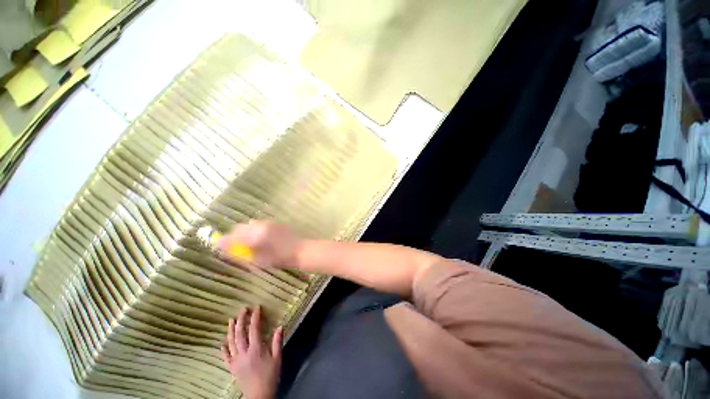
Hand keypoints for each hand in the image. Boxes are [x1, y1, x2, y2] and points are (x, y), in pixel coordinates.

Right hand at [218, 220, 302, 267]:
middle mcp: (260, 225)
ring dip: (243, 232)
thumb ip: (241, 253)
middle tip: (232, 246)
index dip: (223, 241)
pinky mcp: (275, 223)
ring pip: (249, 225)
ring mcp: (269, 223)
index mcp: (255, 234)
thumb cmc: (280, 258)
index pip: (233, 235)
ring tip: (245, 243)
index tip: (218, 247)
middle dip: (233, 236)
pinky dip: (253, 230)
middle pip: (240, 227)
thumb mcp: (258, 259)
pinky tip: (257, 239)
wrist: (300, 250)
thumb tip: (226, 250)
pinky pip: (258, 225)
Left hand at [222, 305, 283, 398]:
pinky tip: (223, 341)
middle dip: (241, 320)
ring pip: (231, 342)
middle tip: (243, 309)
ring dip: (231, 330)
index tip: (256, 307)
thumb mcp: (277, 358)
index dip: (255, 317)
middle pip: (240, 333)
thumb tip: (280, 326)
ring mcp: (236, 360)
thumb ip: (277, 342)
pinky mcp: (231, 367)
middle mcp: (244, 353)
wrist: (258, 396)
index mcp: (256, 349)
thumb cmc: (270, 376)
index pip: (254, 329)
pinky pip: (225, 356)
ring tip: (232, 320)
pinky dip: (223, 348)